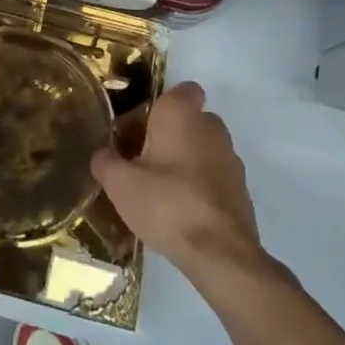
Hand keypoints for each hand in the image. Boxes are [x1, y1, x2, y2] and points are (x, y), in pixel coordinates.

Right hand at [92, 82, 262, 276]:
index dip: (164, 104)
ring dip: (188, 161)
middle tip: (145, 159)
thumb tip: (102, 155)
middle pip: (191, 120)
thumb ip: (105, 162)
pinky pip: (216, 177)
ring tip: (163, 189)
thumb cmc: (166, 203)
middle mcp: (211, 127)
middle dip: (172, 134)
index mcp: (180, 114)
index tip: (144, 125)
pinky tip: (183, 211)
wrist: (220, 254)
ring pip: (205, 148)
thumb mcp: (120, 184)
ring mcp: (231, 159)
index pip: (183, 89)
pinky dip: (202, 186)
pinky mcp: (242, 190)